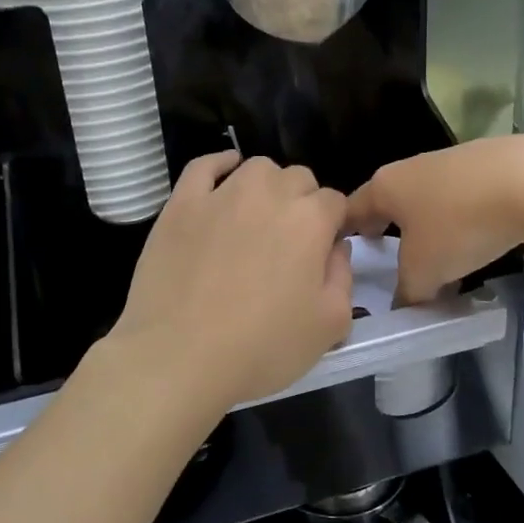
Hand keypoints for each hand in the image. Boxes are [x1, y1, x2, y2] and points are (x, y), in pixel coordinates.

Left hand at [108, 153, 353, 417]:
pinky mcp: (181, 204)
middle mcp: (269, 194)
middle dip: (304, 202)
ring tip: (259, 217)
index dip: (334, 225)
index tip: (324, 252)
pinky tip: (225, 176)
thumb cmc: (262, 348)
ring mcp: (221, 194)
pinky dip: (220, 164)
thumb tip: (336, 247)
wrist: (179, 357)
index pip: (335, 202)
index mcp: (311, 221)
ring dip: (268, 186)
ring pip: (257, 168)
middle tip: (291, 242)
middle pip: (299, 178)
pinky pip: (204, 166)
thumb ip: (343, 277)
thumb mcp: (329, 326)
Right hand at [347, 135, 523, 302]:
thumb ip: (407, 291)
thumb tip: (406, 303)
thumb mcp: (424, 271)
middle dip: (386, 228)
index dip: (342, 234)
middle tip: (385, 256)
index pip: (350, 210)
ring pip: (426, 200)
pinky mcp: (487, 164)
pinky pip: (460, 197)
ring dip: (426, 227)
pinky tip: (476, 240)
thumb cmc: (458, 224)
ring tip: (436, 258)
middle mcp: (411, 168)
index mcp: (385, 187)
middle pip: (389, 202)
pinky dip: (459, 219)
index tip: (341, 254)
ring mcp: (450, 162)